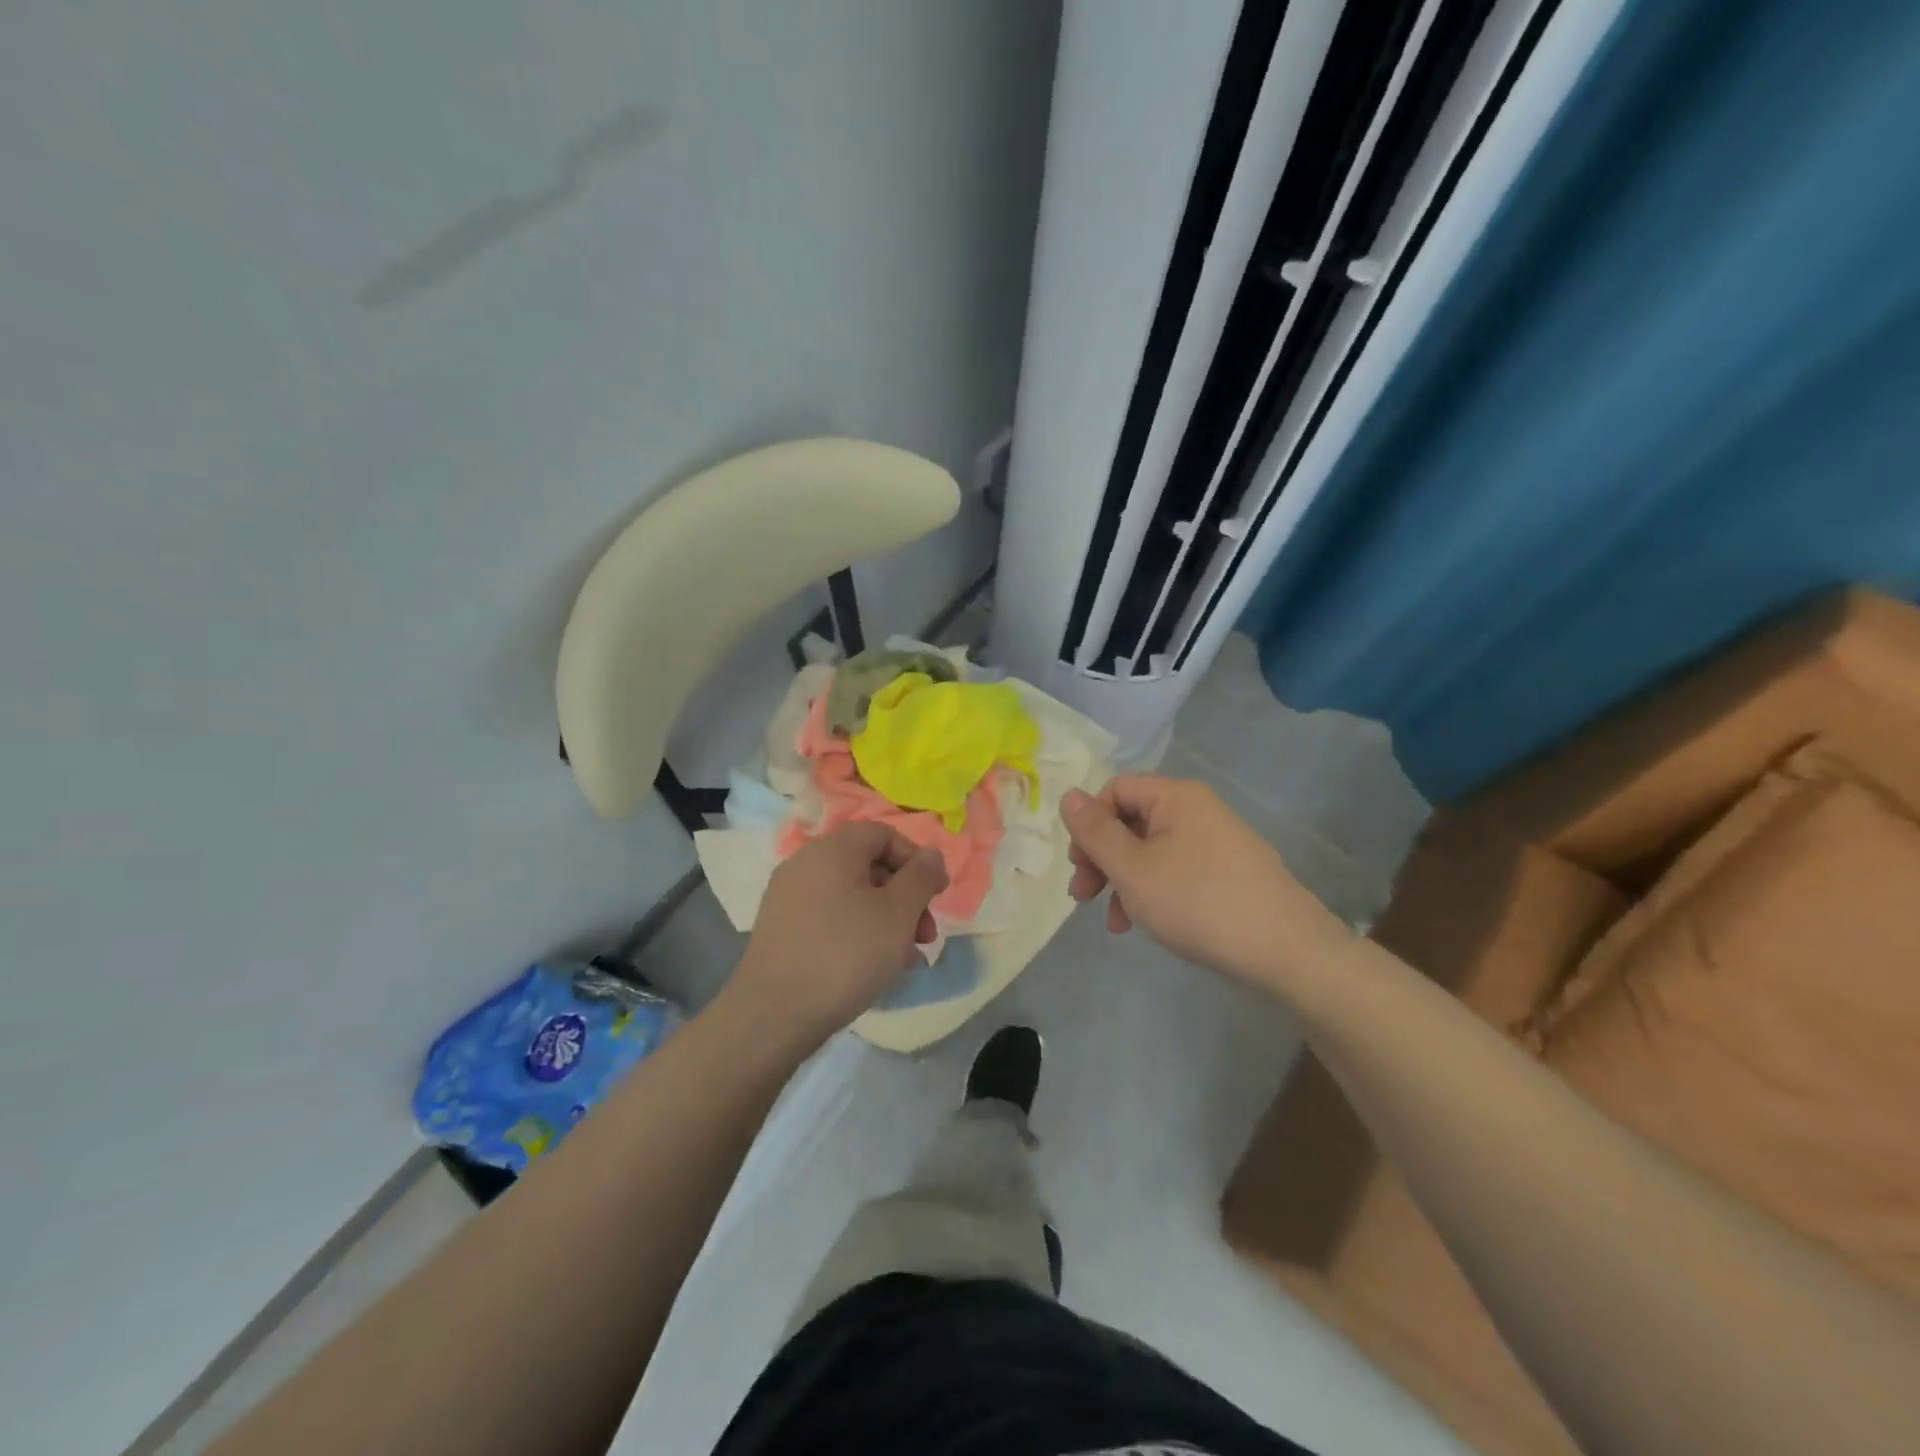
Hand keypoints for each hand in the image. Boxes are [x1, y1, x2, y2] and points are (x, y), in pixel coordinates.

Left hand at [727, 822, 947, 1049]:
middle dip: (905, 898)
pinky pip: (831, 919)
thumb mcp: (897, 913)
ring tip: (906, 959)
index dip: (915, 859)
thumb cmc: (845, 955)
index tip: (936, 894)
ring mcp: (789, 899)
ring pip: (852, 898)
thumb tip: (931, 855)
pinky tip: (875, 968)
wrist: (772, 1016)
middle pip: (868, 866)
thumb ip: (920, 877)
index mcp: (832, 850)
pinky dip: (858, 934)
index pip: (882, 834)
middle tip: (925, 935)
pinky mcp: (782, 931)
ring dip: (887, 921)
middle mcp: (805, 865)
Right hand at [1061, 775, 1348, 986]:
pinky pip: (1177, 869)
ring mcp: (1218, 841)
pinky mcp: (1230, 872)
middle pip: (1131, 820)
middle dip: (1101, 858)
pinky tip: (1146, 924)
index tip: (1078, 866)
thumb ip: (1095, 832)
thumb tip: (1068, 795)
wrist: (1287, 950)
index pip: (1115, 790)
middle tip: (1084, 897)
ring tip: (1116, 922)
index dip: (1089, 824)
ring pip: (1151, 850)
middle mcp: (1198, 809)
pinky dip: (1153, 891)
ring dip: (1123, 880)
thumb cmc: (1197, 902)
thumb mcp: (1132, 869)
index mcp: (1175, 797)